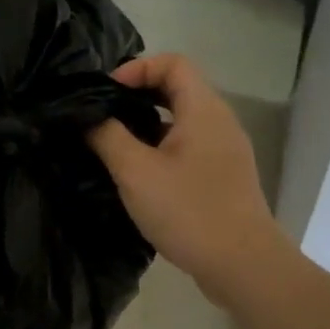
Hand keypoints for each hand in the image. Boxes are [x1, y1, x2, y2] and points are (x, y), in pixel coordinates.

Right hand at [88, 54, 292, 302]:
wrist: (242, 265)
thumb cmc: (188, 211)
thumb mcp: (136, 172)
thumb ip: (107, 136)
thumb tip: (87, 116)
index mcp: (203, 110)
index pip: (172, 63)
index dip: (136, 68)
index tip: (105, 94)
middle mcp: (219, 122)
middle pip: (177, 88)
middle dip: (136, 96)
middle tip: (102, 116)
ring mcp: (224, 150)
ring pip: (181, 120)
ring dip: (146, 124)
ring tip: (113, 144)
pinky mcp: (223, 176)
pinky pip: (188, 146)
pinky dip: (161, 147)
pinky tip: (138, 174)